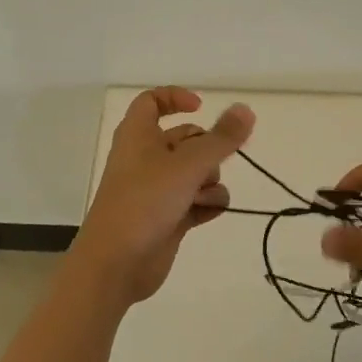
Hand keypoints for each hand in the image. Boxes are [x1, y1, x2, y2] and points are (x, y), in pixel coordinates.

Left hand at [72, 88, 254, 307]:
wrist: (116, 263)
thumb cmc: (145, 201)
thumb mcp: (187, 164)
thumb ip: (221, 139)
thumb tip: (246, 110)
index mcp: (138, 135)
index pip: (152, 101)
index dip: (176, 98)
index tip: (202, 108)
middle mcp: (145, 158)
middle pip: (185, 139)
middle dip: (207, 150)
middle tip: (215, 163)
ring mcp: (156, 190)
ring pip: (195, 172)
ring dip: (209, 182)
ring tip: (204, 196)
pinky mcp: (167, 218)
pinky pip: (196, 202)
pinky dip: (206, 205)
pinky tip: (209, 212)